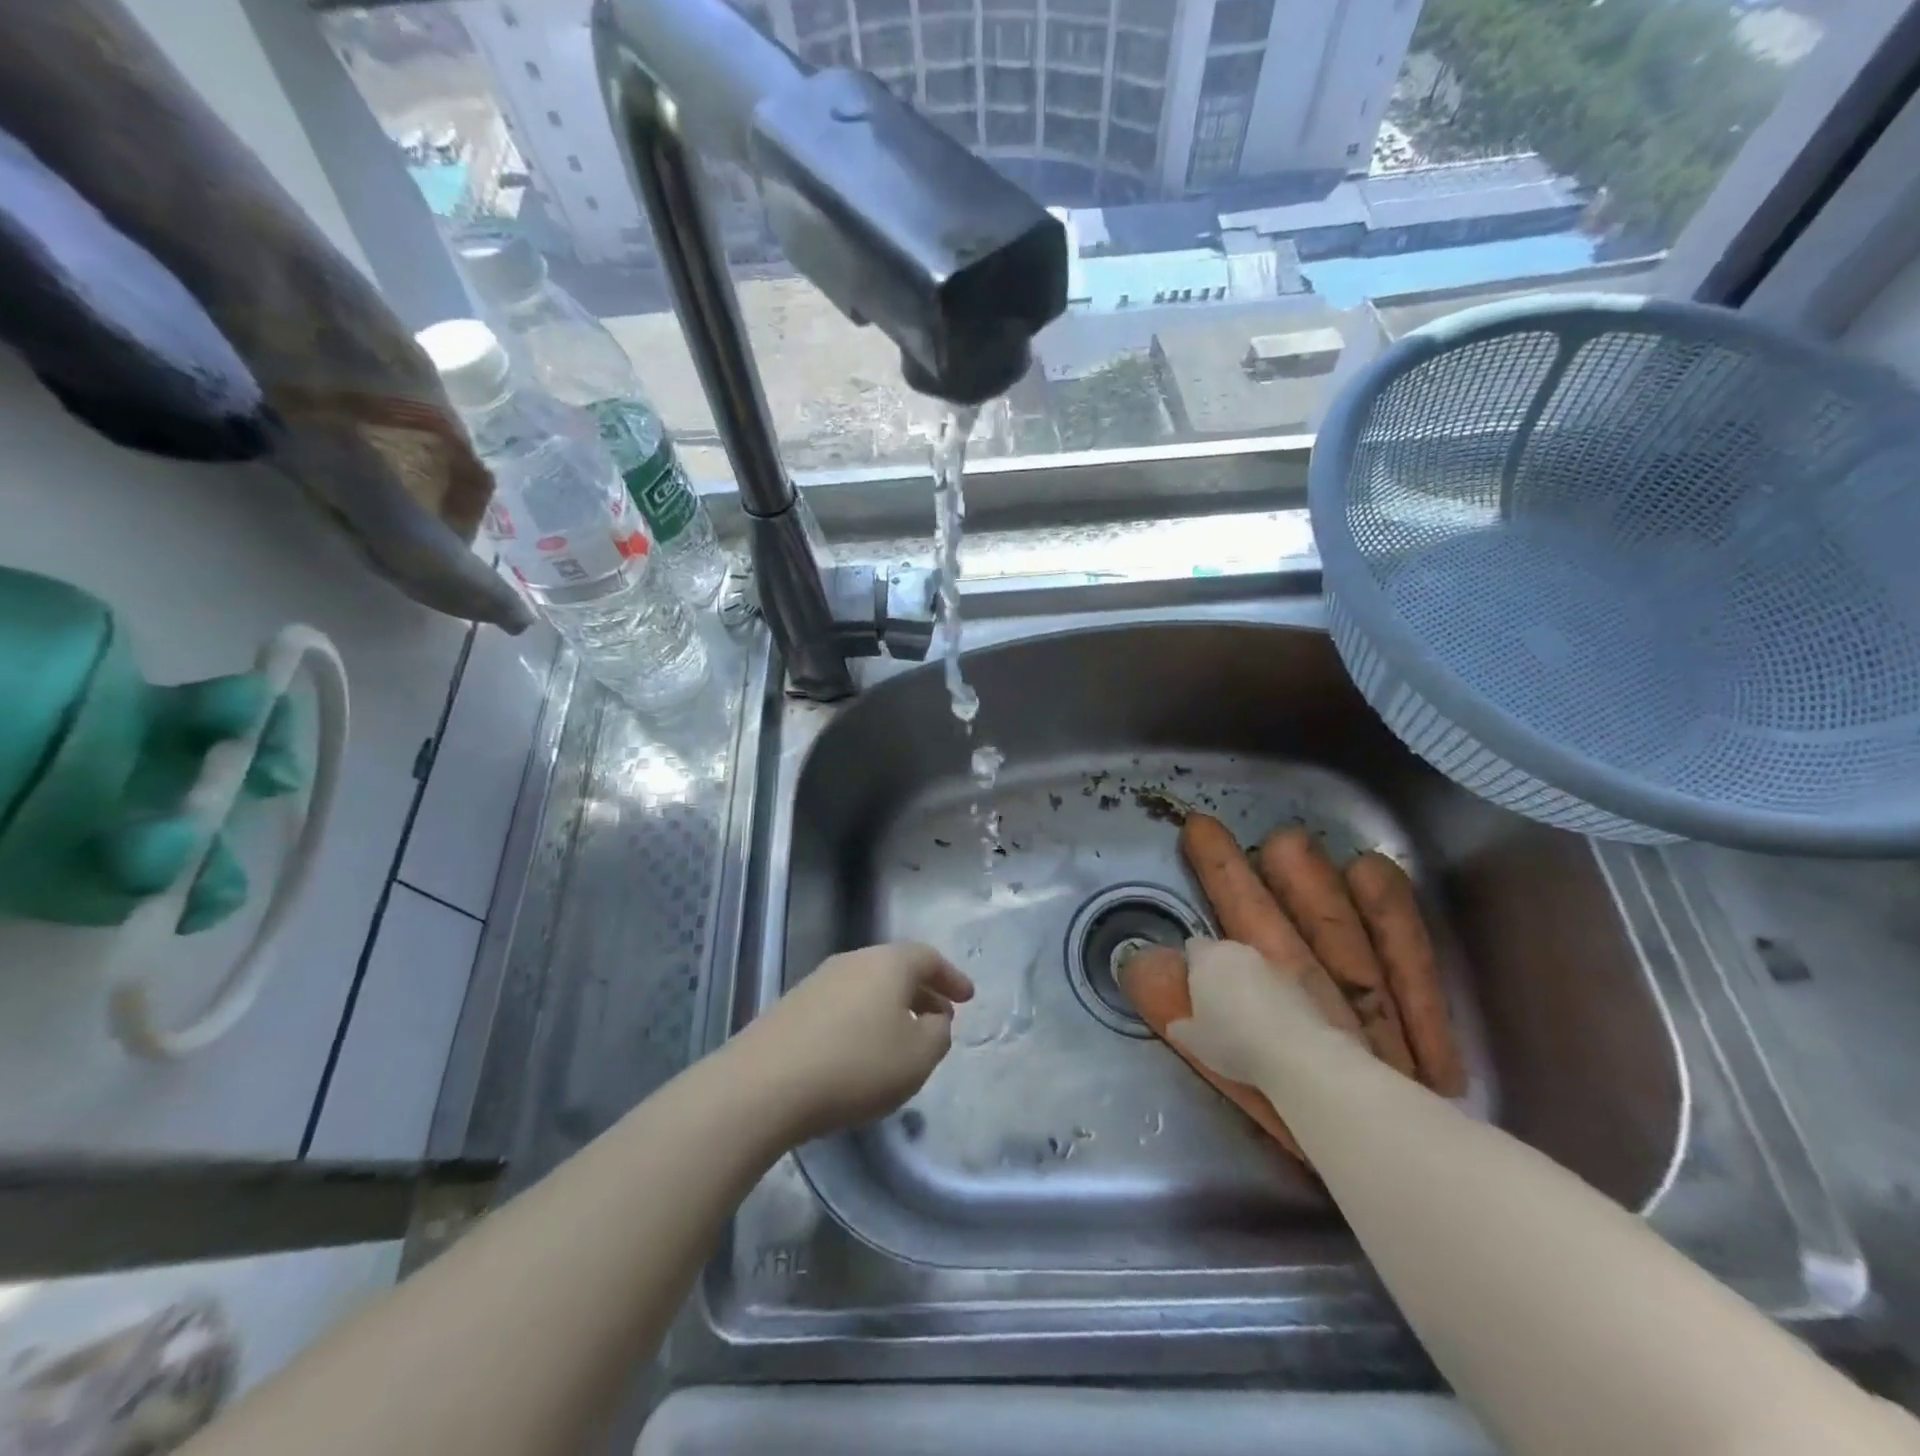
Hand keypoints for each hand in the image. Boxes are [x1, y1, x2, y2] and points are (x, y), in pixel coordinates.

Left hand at [736, 942, 974, 1141]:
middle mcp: (854, 960)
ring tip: (903, 1039)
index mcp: (889, 963)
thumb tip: (933, 1019)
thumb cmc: (855, 1066)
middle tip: (941, 1018)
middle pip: (896, 968)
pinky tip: (861, 1051)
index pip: (928, 957)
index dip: (952, 977)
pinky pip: (842, 1004)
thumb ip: (938, 1034)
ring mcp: (819, 981)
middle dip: (923, 992)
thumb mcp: (917, 1058)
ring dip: (892, 1007)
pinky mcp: (792, 1006)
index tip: (968, 998)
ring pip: (868, 986)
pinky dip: (863, 1020)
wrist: (764, 1084)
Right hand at [1166, 937, 1331, 1086]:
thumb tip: (1177, 1024)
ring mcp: (1272, 965)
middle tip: (1216, 1004)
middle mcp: (1238, 951)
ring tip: (1247, 1016)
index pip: (1192, 947)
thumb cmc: (1232, 1041)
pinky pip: (1276, 985)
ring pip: (1252, 968)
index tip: (1192, 989)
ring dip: (1247, 983)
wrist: (1296, 1054)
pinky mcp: (1299, 983)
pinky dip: (1272, 998)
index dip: (1191, 965)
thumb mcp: (1193, 1042)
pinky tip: (1273, 1026)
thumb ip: (1181, 1026)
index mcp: (1207, 957)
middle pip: (1223, 953)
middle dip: (1219, 971)